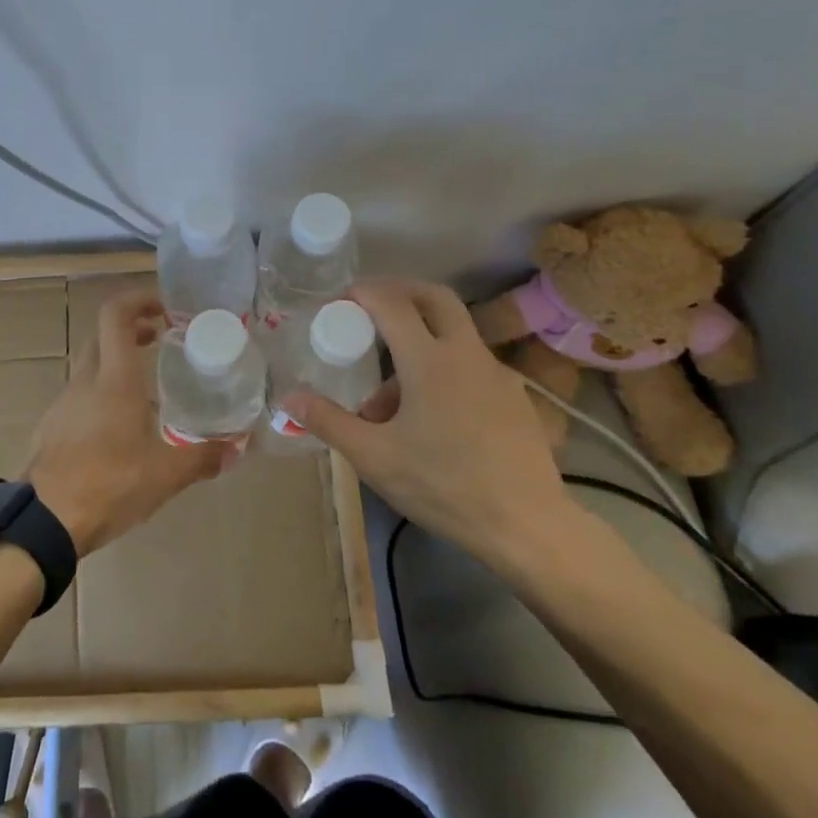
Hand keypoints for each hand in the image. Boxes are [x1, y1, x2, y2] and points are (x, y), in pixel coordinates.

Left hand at [25, 290, 228, 556]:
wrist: (44, 521)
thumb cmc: (108, 485)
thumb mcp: (164, 475)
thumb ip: (202, 458)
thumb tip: (236, 448)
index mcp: (114, 379)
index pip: (116, 315)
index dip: (138, 299)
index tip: (163, 308)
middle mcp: (85, 381)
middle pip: (102, 335)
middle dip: (132, 329)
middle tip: (161, 340)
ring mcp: (63, 402)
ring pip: (90, 365)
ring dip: (116, 362)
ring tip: (146, 388)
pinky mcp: (52, 425)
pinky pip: (79, 394)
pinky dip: (101, 391)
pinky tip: (118, 426)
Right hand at [286, 278, 572, 565]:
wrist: (528, 526)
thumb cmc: (443, 485)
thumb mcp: (374, 457)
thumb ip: (329, 421)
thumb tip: (289, 397)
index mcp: (430, 361)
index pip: (392, 303)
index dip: (363, 293)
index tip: (339, 301)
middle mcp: (467, 354)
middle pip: (434, 297)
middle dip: (399, 291)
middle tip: (369, 307)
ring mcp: (497, 373)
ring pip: (453, 334)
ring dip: (419, 340)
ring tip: (388, 395)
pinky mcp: (515, 397)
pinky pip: (471, 364)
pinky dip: (443, 367)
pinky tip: (431, 414)